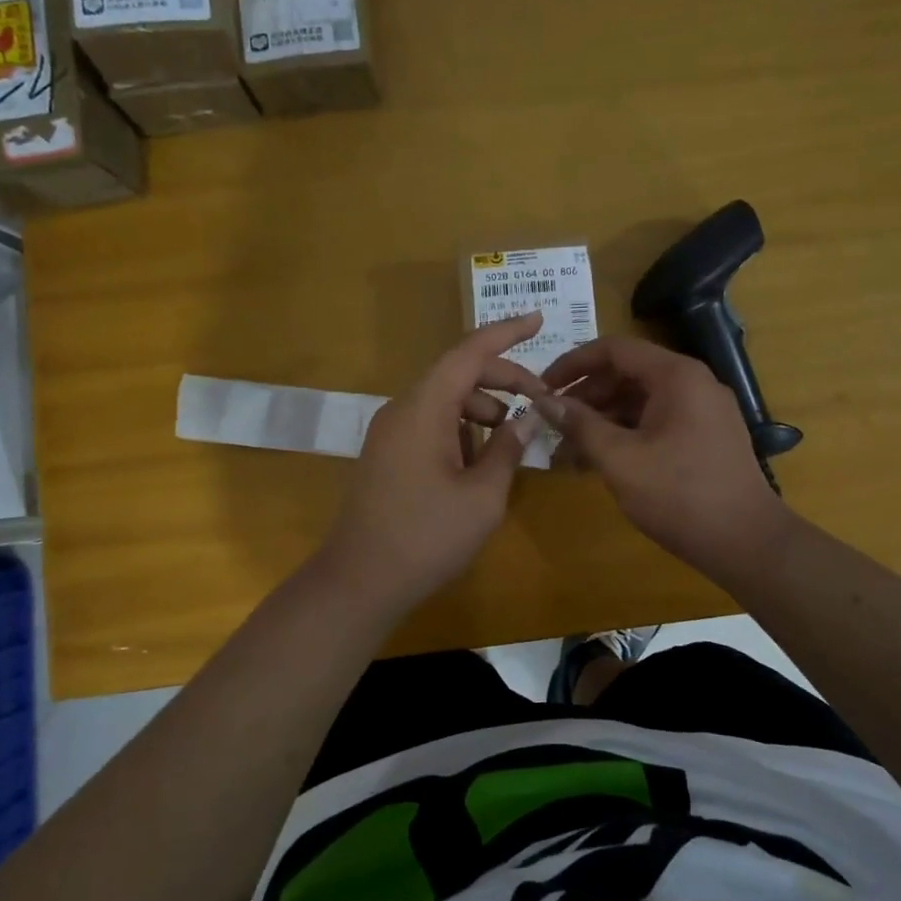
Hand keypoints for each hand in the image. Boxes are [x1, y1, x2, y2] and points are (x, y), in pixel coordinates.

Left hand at [316, 312, 548, 617]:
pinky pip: (430, 423)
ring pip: (444, 400)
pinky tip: (480, 462)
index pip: (468, 353)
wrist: (360, 582)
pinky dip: (461, 429)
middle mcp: (402, 409)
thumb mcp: (482, 496)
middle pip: (457, 374)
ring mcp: (390, 432)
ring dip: (483, 409)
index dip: (505, 333)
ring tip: (511, 441)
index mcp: (424, 409)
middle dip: (502, 380)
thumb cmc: (427, 538)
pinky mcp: (387, 454)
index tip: (538, 319)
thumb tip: (530, 418)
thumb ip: (508, 448)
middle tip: (540, 400)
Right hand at [537, 336, 792, 577]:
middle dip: (586, 397)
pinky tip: (600, 461)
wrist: (747, 542)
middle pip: (627, 373)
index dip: (573, 364)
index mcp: (676, 376)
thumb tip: (543, 401)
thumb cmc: (679, 495)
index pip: (614, 349)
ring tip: (568, 451)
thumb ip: (580, 425)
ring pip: (640, 400)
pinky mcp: (706, 436)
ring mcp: (703, 410)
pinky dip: (626, 434)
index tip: (542, 388)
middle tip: (552, 424)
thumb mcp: (620, 460)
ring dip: (602, 419)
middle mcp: (693, 383)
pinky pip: (657, 421)